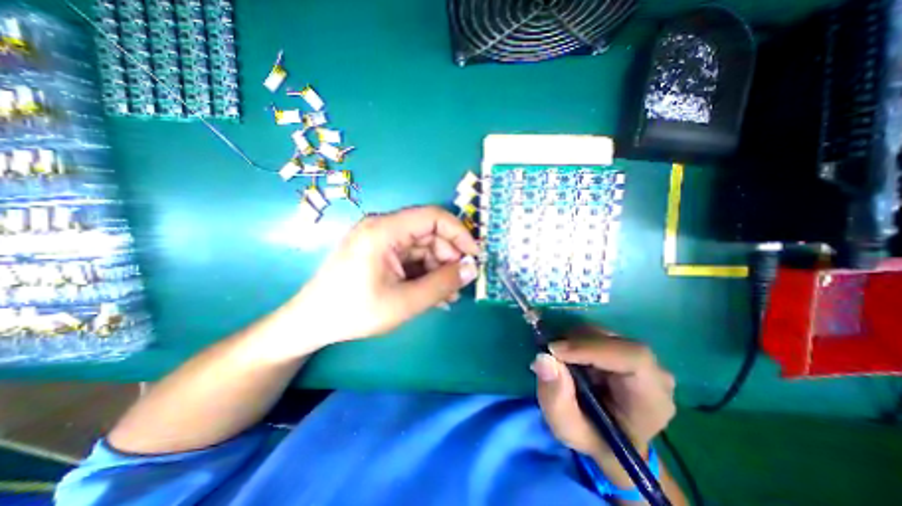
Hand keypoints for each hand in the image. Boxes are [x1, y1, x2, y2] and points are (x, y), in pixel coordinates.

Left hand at [283, 206, 478, 348]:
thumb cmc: (355, 311)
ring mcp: (381, 240)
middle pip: (429, 233)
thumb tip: (471, 268)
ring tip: (448, 295)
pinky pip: (411, 257)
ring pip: (423, 247)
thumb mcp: (405, 301)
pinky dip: (425, 273)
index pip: (433, 217)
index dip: (459, 233)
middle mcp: (384, 227)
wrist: (312, 322)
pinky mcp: (381, 252)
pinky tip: (433, 294)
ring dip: (439, 269)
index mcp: (385, 230)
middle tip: (460, 284)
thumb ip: (442, 284)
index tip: (474, 256)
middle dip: (449, 258)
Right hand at [530, 327, 672, 477]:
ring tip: (558, 361)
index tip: (554, 350)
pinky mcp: (623, 348)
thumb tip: (543, 358)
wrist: (609, 439)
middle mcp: (653, 372)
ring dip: (572, 341)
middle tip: (548, 354)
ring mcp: (640, 357)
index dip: (592, 348)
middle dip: (575, 343)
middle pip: (613, 340)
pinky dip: (575, 340)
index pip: (633, 357)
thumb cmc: (593, 438)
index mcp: (651, 399)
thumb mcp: (567, 428)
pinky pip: (596, 334)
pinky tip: (567, 357)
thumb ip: (555, 398)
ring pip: (601, 333)